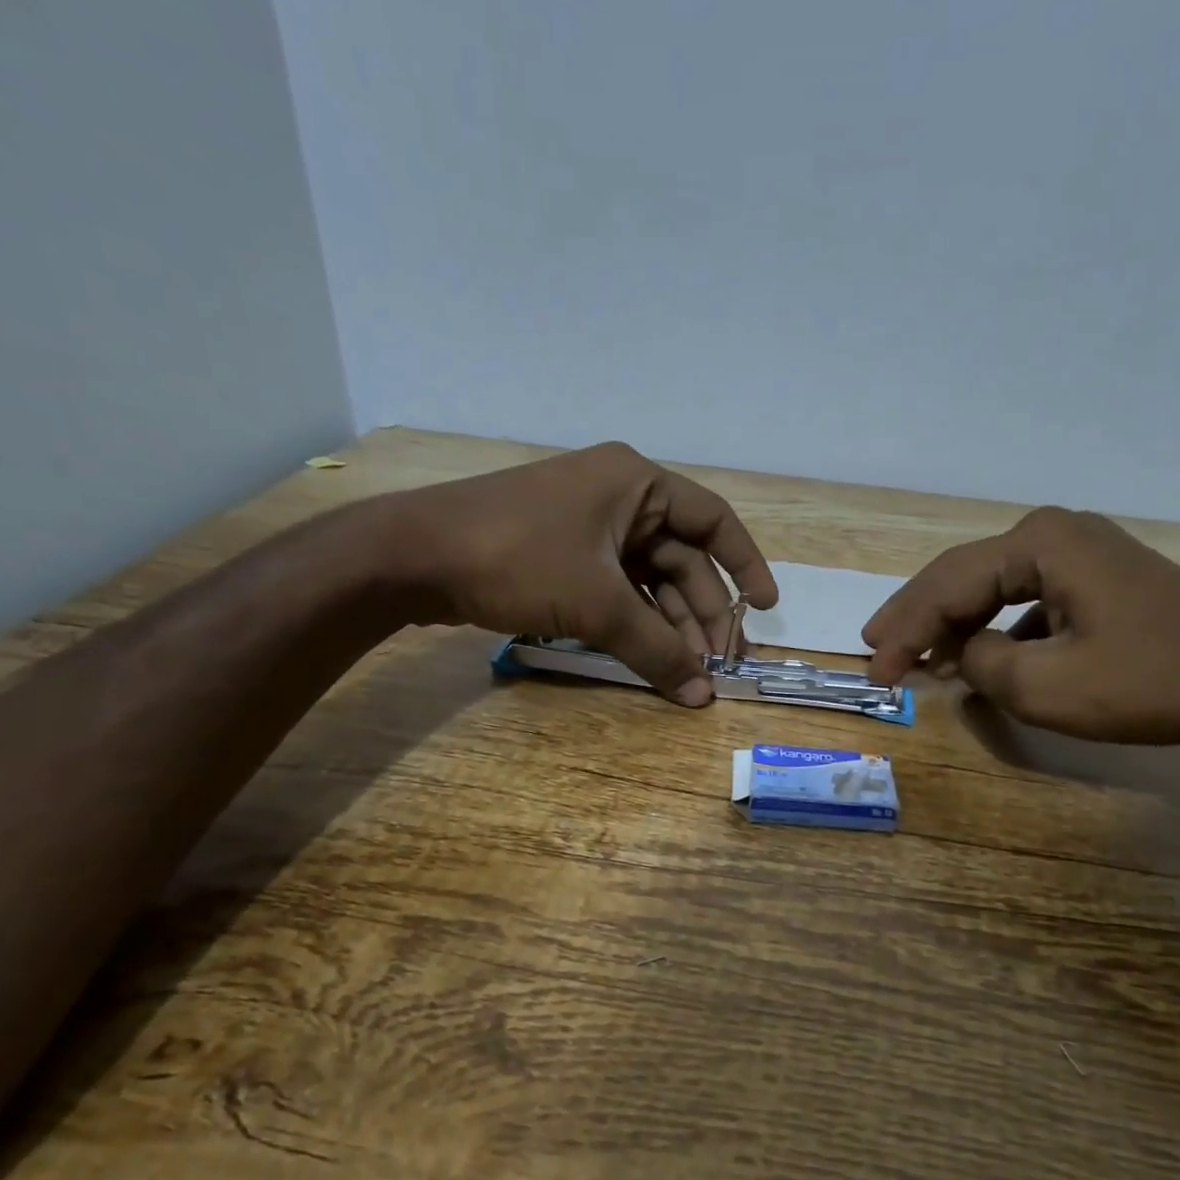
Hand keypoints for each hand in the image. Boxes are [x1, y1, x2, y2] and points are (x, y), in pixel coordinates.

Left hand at [380, 442, 778, 705]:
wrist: (414, 555)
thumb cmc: (518, 558)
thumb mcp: (597, 605)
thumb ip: (655, 649)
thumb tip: (702, 696)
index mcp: (637, 483)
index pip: (714, 522)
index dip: (745, 566)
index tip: (764, 610)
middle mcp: (619, 496)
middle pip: (680, 557)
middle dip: (700, 612)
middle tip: (717, 662)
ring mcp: (588, 525)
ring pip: (647, 578)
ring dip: (668, 623)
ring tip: (686, 670)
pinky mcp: (562, 552)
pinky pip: (616, 587)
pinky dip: (633, 621)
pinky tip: (647, 655)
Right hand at [863, 507, 1179, 744]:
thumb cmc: (1150, 682)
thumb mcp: (1045, 686)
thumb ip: (980, 664)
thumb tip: (963, 652)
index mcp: (1037, 543)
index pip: (947, 587)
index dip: (904, 632)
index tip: (876, 674)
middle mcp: (1053, 532)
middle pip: (962, 575)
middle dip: (917, 617)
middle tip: (876, 649)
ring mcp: (1080, 551)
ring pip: (991, 585)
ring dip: (952, 621)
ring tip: (914, 653)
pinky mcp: (1098, 578)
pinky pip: (1025, 597)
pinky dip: (993, 626)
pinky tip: (978, 653)